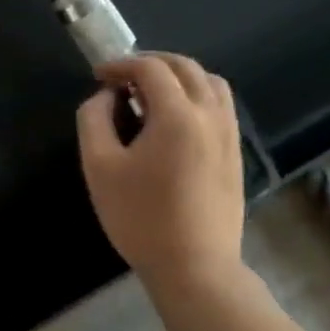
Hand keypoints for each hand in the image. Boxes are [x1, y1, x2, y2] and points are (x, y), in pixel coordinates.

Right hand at [77, 53, 245, 283]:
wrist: (194, 267)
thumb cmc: (140, 217)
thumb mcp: (99, 167)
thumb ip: (94, 120)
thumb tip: (104, 97)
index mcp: (177, 115)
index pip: (150, 68)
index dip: (121, 64)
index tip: (98, 76)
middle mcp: (210, 115)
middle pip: (184, 67)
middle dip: (150, 63)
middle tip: (122, 78)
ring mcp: (229, 134)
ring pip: (210, 83)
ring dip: (178, 76)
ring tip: (150, 93)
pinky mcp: (235, 153)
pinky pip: (220, 106)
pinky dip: (196, 95)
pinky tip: (174, 119)